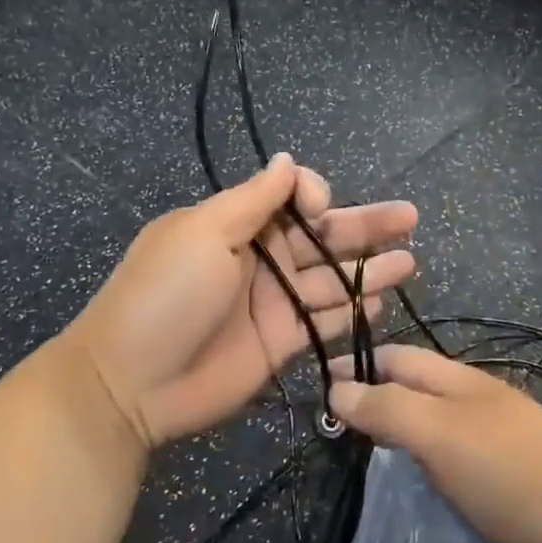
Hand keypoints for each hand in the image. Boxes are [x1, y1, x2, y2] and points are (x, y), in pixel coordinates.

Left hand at [67, 154, 417, 449]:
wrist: (131, 383)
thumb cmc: (166, 295)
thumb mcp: (203, 233)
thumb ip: (253, 199)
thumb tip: (288, 159)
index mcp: (237, 224)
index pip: (290, 197)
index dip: (314, 196)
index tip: (319, 208)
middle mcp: (261, 257)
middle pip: (323, 235)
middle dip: (365, 224)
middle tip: (410, 217)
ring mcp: (273, 301)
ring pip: (332, 277)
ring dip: (370, 267)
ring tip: (410, 258)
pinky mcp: (282, 342)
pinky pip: (325, 319)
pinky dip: (354, 310)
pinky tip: (384, 300)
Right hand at [329, 346, 541, 542]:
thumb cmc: (512, 473)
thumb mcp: (441, 435)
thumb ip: (388, 410)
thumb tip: (335, 388)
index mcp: (457, 381)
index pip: (396, 357)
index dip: (357, 365)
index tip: (316, 383)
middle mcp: (475, 399)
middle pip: (415, 384)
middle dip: (375, 391)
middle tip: (331, 420)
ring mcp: (496, 436)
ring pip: (434, 418)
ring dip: (399, 423)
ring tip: (363, 446)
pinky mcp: (509, 475)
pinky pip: (453, 453)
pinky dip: (426, 455)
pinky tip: (419, 477)